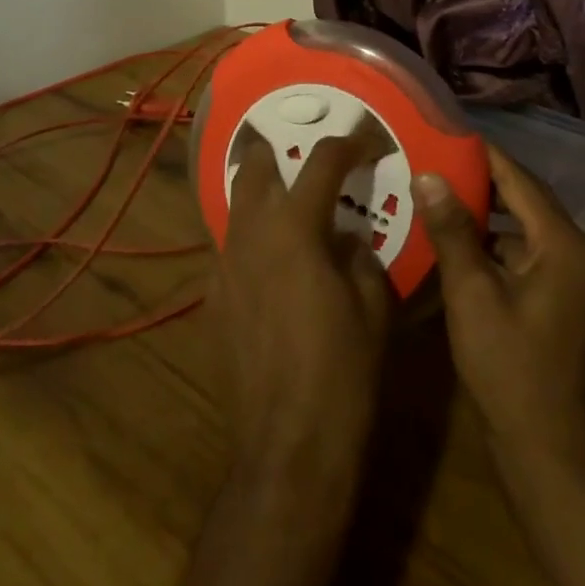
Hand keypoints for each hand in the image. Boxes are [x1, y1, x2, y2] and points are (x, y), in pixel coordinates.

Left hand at [212, 125, 394, 485]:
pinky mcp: (211, 300)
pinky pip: (228, 250)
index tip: (365, 140)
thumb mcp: (373, 306)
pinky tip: (266, 263)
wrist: (289, 446)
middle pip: (254, 167)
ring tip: (282, 199)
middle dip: (275, 149)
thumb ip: (358, 255)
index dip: (349, 143)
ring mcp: (223, 266)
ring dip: (257, 192)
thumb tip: (346, 237)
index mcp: (296, 229)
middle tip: (298, 151)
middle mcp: (251, 234)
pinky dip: (248, 240)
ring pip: (234, 206)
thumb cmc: (344, 372)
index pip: (322, 162)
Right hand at [413, 149, 584, 481]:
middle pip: (525, 201)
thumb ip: (453, 231)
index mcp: (563, 245)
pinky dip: (495, 246)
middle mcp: (577, 255)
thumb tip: (429, 174)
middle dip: (482, 181)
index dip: (483, 155)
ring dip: (487, 215)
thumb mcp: (472, 294)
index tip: (446, 134)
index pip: (519, 180)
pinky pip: (526, 257)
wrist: (550, 455)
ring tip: (440, 196)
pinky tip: (459, 246)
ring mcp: (573, 283)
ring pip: (524, 231)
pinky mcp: (562, 306)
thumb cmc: (509, 368)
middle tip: (436, 162)